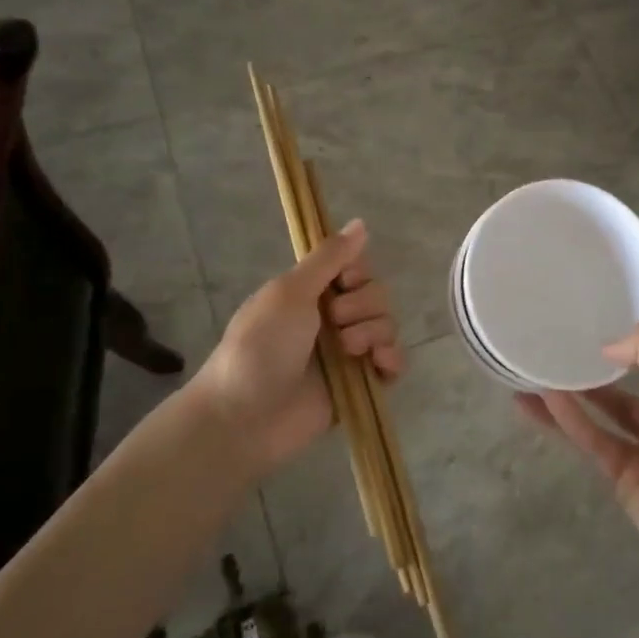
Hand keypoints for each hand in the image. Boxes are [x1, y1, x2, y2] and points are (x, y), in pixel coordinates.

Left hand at [193, 220, 404, 476]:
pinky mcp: (360, 385)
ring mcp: (348, 353)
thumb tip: (361, 222)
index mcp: (312, 292)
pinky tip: (379, 364)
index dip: (357, 272)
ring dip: (373, 332)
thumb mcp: (290, 291)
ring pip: (388, 325)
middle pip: (377, 294)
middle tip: (334, 323)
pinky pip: (393, 363)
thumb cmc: (261, 345)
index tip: (343, 281)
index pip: (357, 267)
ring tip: (348, 352)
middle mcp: (333, 318)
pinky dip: (392, 359)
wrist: (245, 415)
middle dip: (363, 305)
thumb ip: (329, 257)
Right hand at [517, 322, 638, 584]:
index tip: (593, 326)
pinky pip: (593, 442)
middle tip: (554, 353)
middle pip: (625, 393)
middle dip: (593, 375)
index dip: (629, 345)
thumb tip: (609, 347)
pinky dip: (568, 421)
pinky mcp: (624, 483)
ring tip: (531, 375)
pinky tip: (540, 401)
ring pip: (602, 418)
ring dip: (570, 397)